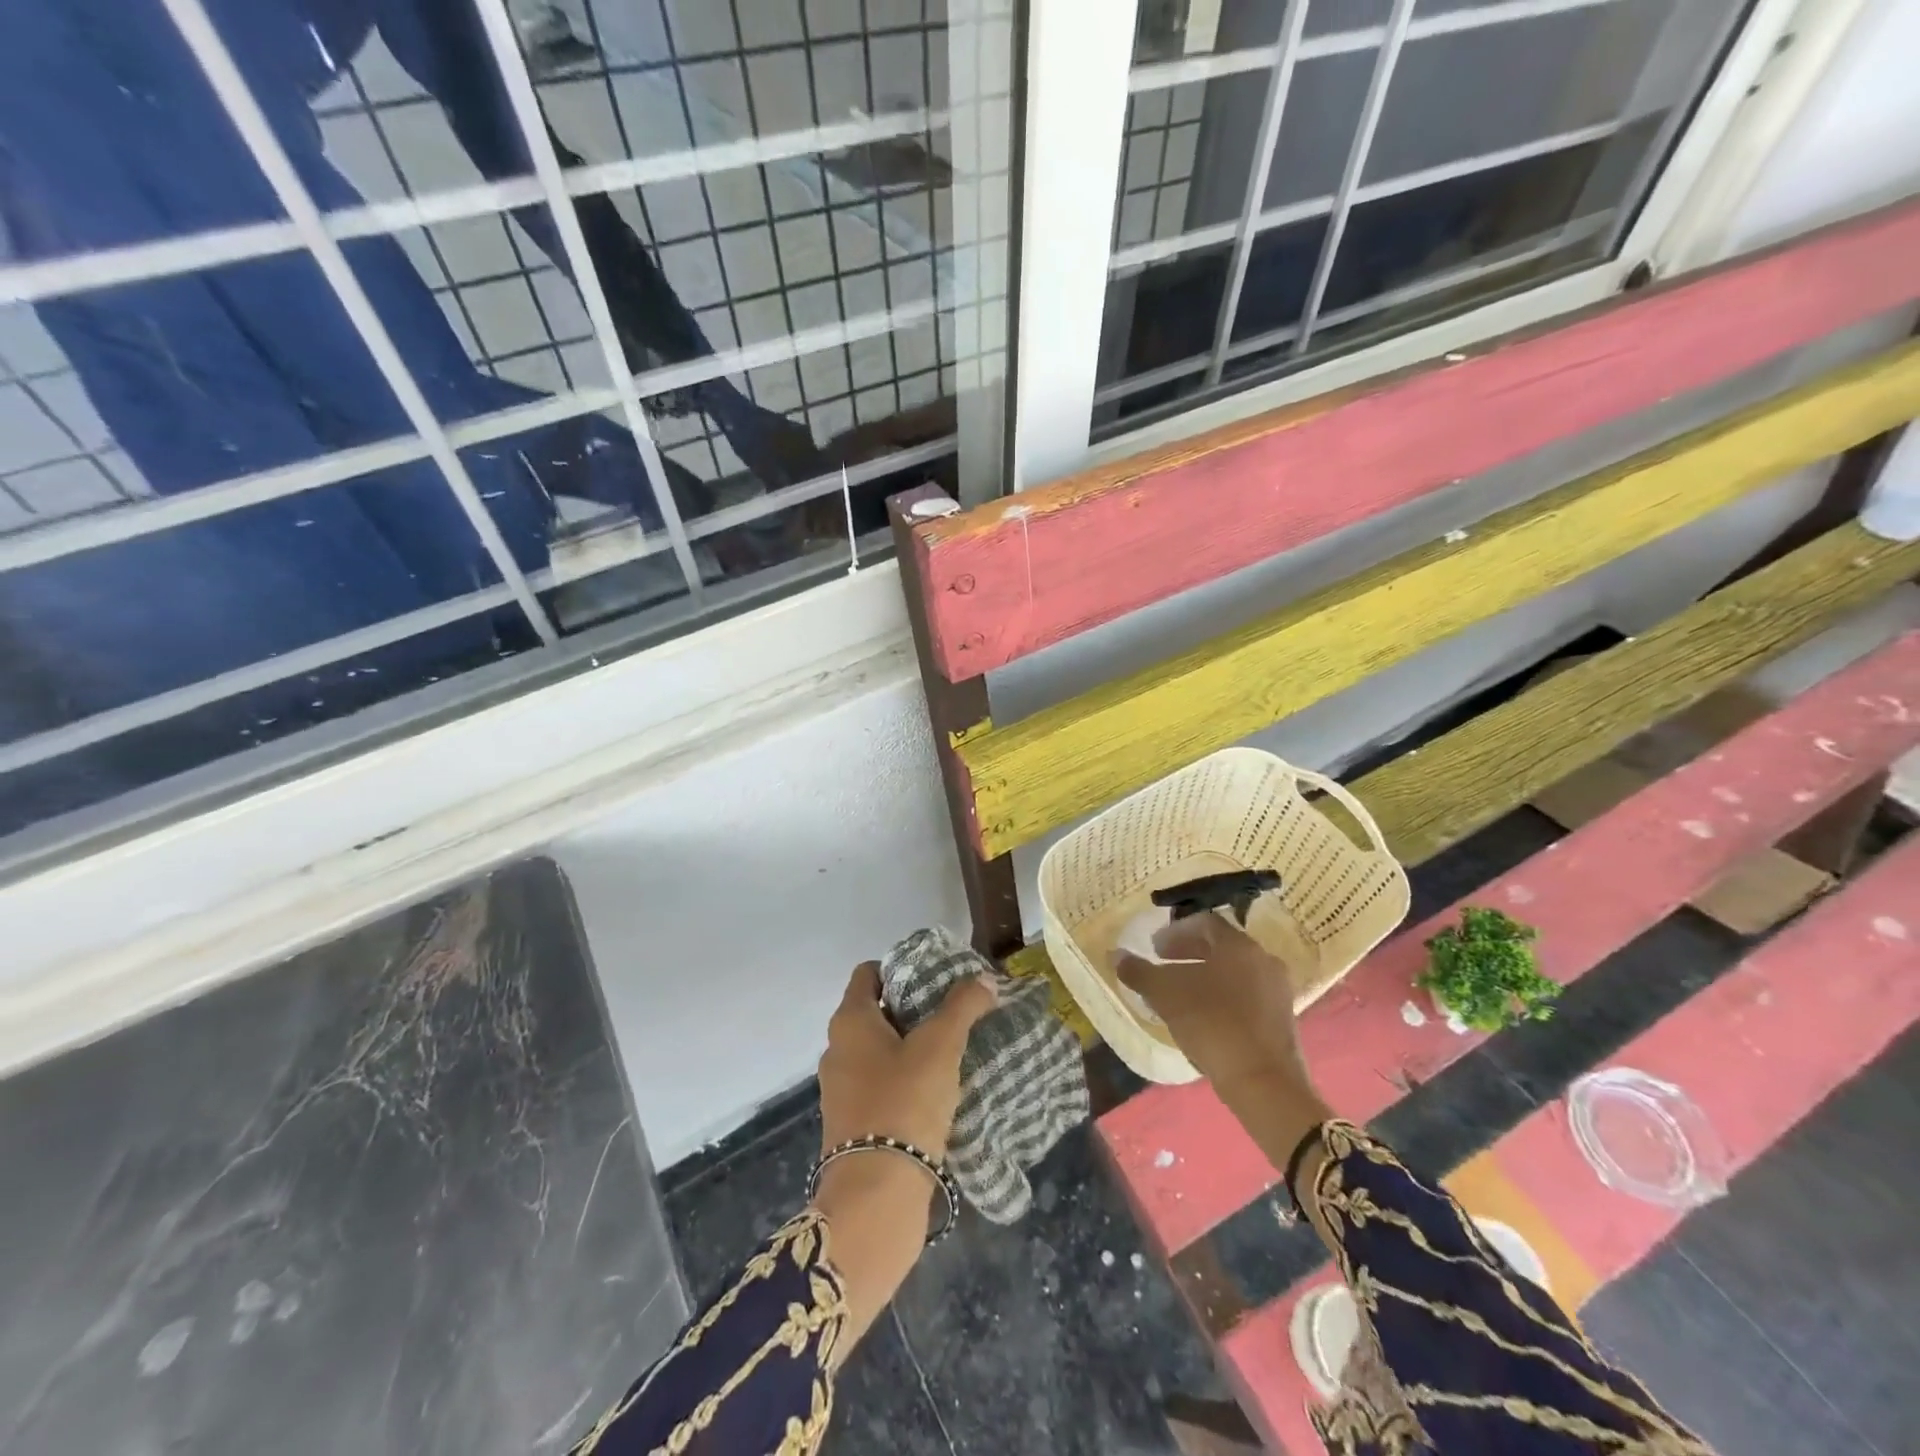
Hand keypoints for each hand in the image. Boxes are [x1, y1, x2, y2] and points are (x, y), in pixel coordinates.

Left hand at [817, 961, 995, 1158]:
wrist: (876, 1195)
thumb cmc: (904, 1102)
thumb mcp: (940, 1046)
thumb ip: (962, 1007)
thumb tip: (984, 978)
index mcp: (850, 1021)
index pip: (868, 974)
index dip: (900, 968)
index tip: (934, 977)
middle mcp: (837, 1049)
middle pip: (875, 1012)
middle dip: (911, 1009)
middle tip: (951, 1013)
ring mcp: (841, 1090)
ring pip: (878, 1052)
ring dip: (909, 1048)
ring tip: (950, 1052)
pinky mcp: (852, 1125)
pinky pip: (879, 1086)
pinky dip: (904, 1081)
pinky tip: (937, 1092)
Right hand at [1114, 915, 1331, 1165]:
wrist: (1264, 1084)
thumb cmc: (1213, 1026)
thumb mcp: (1166, 996)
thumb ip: (1139, 972)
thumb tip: (1116, 955)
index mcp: (1238, 945)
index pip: (1204, 922)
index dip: (1175, 932)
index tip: (1154, 948)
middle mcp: (1263, 960)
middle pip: (1220, 946)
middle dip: (1188, 952)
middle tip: (1162, 965)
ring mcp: (1277, 990)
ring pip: (1234, 972)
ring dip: (1204, 976)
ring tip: (1179, 994)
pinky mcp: (1282, 1019)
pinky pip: (1246, 995)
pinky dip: (1222, 996)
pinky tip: (1202, 1017)